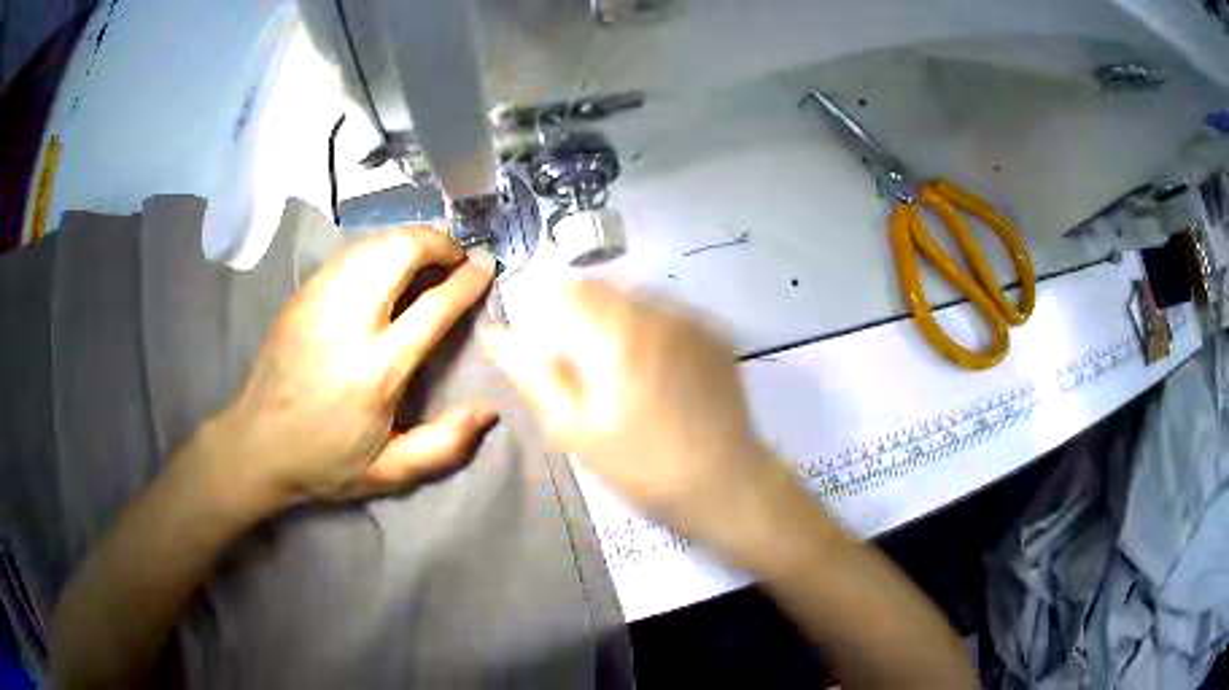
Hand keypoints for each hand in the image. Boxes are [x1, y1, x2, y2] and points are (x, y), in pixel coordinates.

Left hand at [210, 226, 496, 507]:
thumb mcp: (390, 473)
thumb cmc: (325, 462)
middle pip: (399, 253)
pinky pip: (348, 254)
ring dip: (407, 241)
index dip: (467, 280)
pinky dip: (377, 248)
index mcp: (376, 370)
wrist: (255, 445)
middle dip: (437, 243)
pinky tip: (385, 266)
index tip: (486, 266)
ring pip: (372, 244)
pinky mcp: (301, 296)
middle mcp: (348, 323)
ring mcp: (318, 302)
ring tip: (426, 258)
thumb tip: (488, 410)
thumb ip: (444, 445)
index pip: (432, 306)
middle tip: (456, 256)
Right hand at [479, 281, 774, 534]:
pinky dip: (652, 327)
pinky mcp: (716, 333)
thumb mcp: (573, 427)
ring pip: (639, 297)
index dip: (548, 306)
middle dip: (584, 314)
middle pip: (605, 289)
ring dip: (619, 318)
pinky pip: (671, 313)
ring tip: (621, 367)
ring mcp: (694, 319)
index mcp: (618, 331)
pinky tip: (657, 368)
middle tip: (583, 362)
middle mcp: (659, 310)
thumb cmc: (640, 463)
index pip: (569, 288)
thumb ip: (532, 373)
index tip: (546, 339)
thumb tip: (494, 334)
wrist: (723, 482)